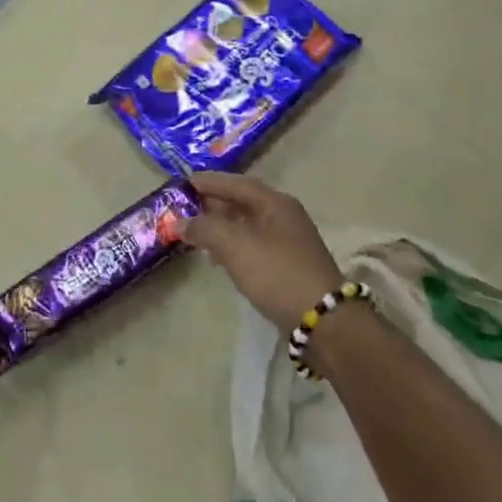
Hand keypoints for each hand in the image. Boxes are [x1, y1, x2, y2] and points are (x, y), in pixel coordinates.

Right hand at [183, 173, 344, 328]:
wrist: (321, 320)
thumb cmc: (276, 272)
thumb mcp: (235, 245)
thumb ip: (205, 228)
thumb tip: (180, 222)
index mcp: (275, 204)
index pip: (238, 184)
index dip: (211, 181)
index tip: (185, 182)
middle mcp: (284, 217)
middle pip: (243, 203)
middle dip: (214, 204)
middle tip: (186, 206)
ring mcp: (287, 243)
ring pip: (247, 226)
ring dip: (221, 227)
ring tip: (196, 233)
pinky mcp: (286, 266)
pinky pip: (252, 246)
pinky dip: (232, 246)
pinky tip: (217, 258)